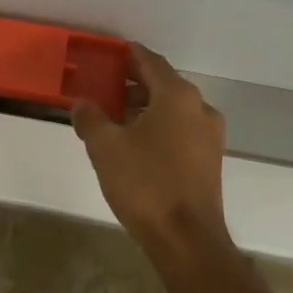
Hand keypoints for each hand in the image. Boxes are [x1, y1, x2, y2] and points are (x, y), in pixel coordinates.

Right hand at [72, 43, 229, 249]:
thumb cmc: (145, 184)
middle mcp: (199, 107)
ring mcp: (209, 135)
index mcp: (177, 95)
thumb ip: (91, 118)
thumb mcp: (106, 147)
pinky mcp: (210, 159)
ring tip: (114, 118)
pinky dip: (159, 127)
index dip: (128, 55)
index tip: (108, 54)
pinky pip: (181, 130)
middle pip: (163, 84)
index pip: (150, 61)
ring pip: (173, 109)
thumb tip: (82, 103)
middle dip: (133, 84)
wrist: (186, 238)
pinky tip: (135, 143)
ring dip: (145, 107)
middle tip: (104, 87)